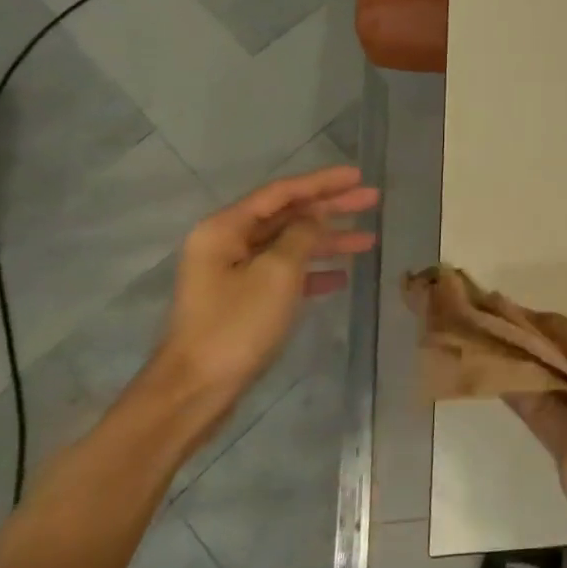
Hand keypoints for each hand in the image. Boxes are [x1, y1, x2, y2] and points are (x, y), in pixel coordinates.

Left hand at [154, 166, 377, 428]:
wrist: (194, 392)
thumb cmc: (236, 325)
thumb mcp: (277, 273)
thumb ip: (302, 234)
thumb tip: (316, 216)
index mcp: (225, 228)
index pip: (282, 192)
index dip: (323, 182)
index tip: (358, 175)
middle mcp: (227, 243)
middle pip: (288, 215)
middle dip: (331, 208)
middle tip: (372, 199)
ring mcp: (233, 273)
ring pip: (289, 244)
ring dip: (328, 241)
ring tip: (369, 241)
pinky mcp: (241, 300)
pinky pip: (283, 273)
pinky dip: (312, 272)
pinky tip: (341, 278)